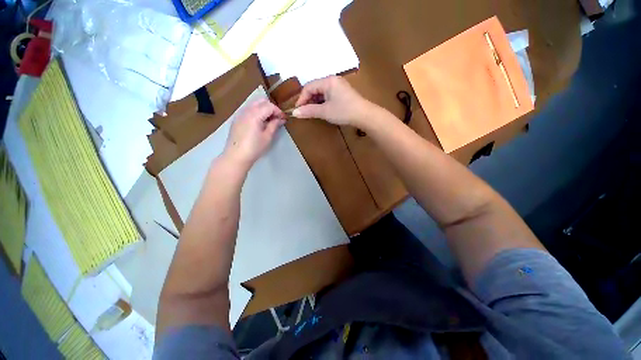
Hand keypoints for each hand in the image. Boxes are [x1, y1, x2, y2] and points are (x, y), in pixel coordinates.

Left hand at [223, 99, 285, 167]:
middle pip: (261, 101)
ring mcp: (240, 114)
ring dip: (263, 108)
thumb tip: (281, 119)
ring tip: (269, 121)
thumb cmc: (254, 148)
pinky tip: (259, 123)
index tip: (283, 119)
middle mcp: (246, 110)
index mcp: (255, 114)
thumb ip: (274, 125)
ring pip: (254, 104)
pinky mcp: (237, 119)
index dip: (278, 111)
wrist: (236, 156)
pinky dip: (256, 112)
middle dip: (271, 107)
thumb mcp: (267, 137)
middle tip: (276, 118)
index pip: (269, 106)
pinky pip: (248, 109)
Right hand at [293, 76, 376, 126]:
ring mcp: (338, 86)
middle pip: (315, 88)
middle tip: (305, 112)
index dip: (301, 99)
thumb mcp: (325, 111)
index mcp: (328, 81)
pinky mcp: (342, 93)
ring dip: (315, 102)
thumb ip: (309, 111)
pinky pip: (328, 95)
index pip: (308, 87)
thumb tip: (294, 113)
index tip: (298, 110)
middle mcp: (332, 80)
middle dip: (308, 100)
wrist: (364, 115)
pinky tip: (322, 110)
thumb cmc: (344, 111)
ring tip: (312, 112)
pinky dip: (322, 102)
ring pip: (321, 92)